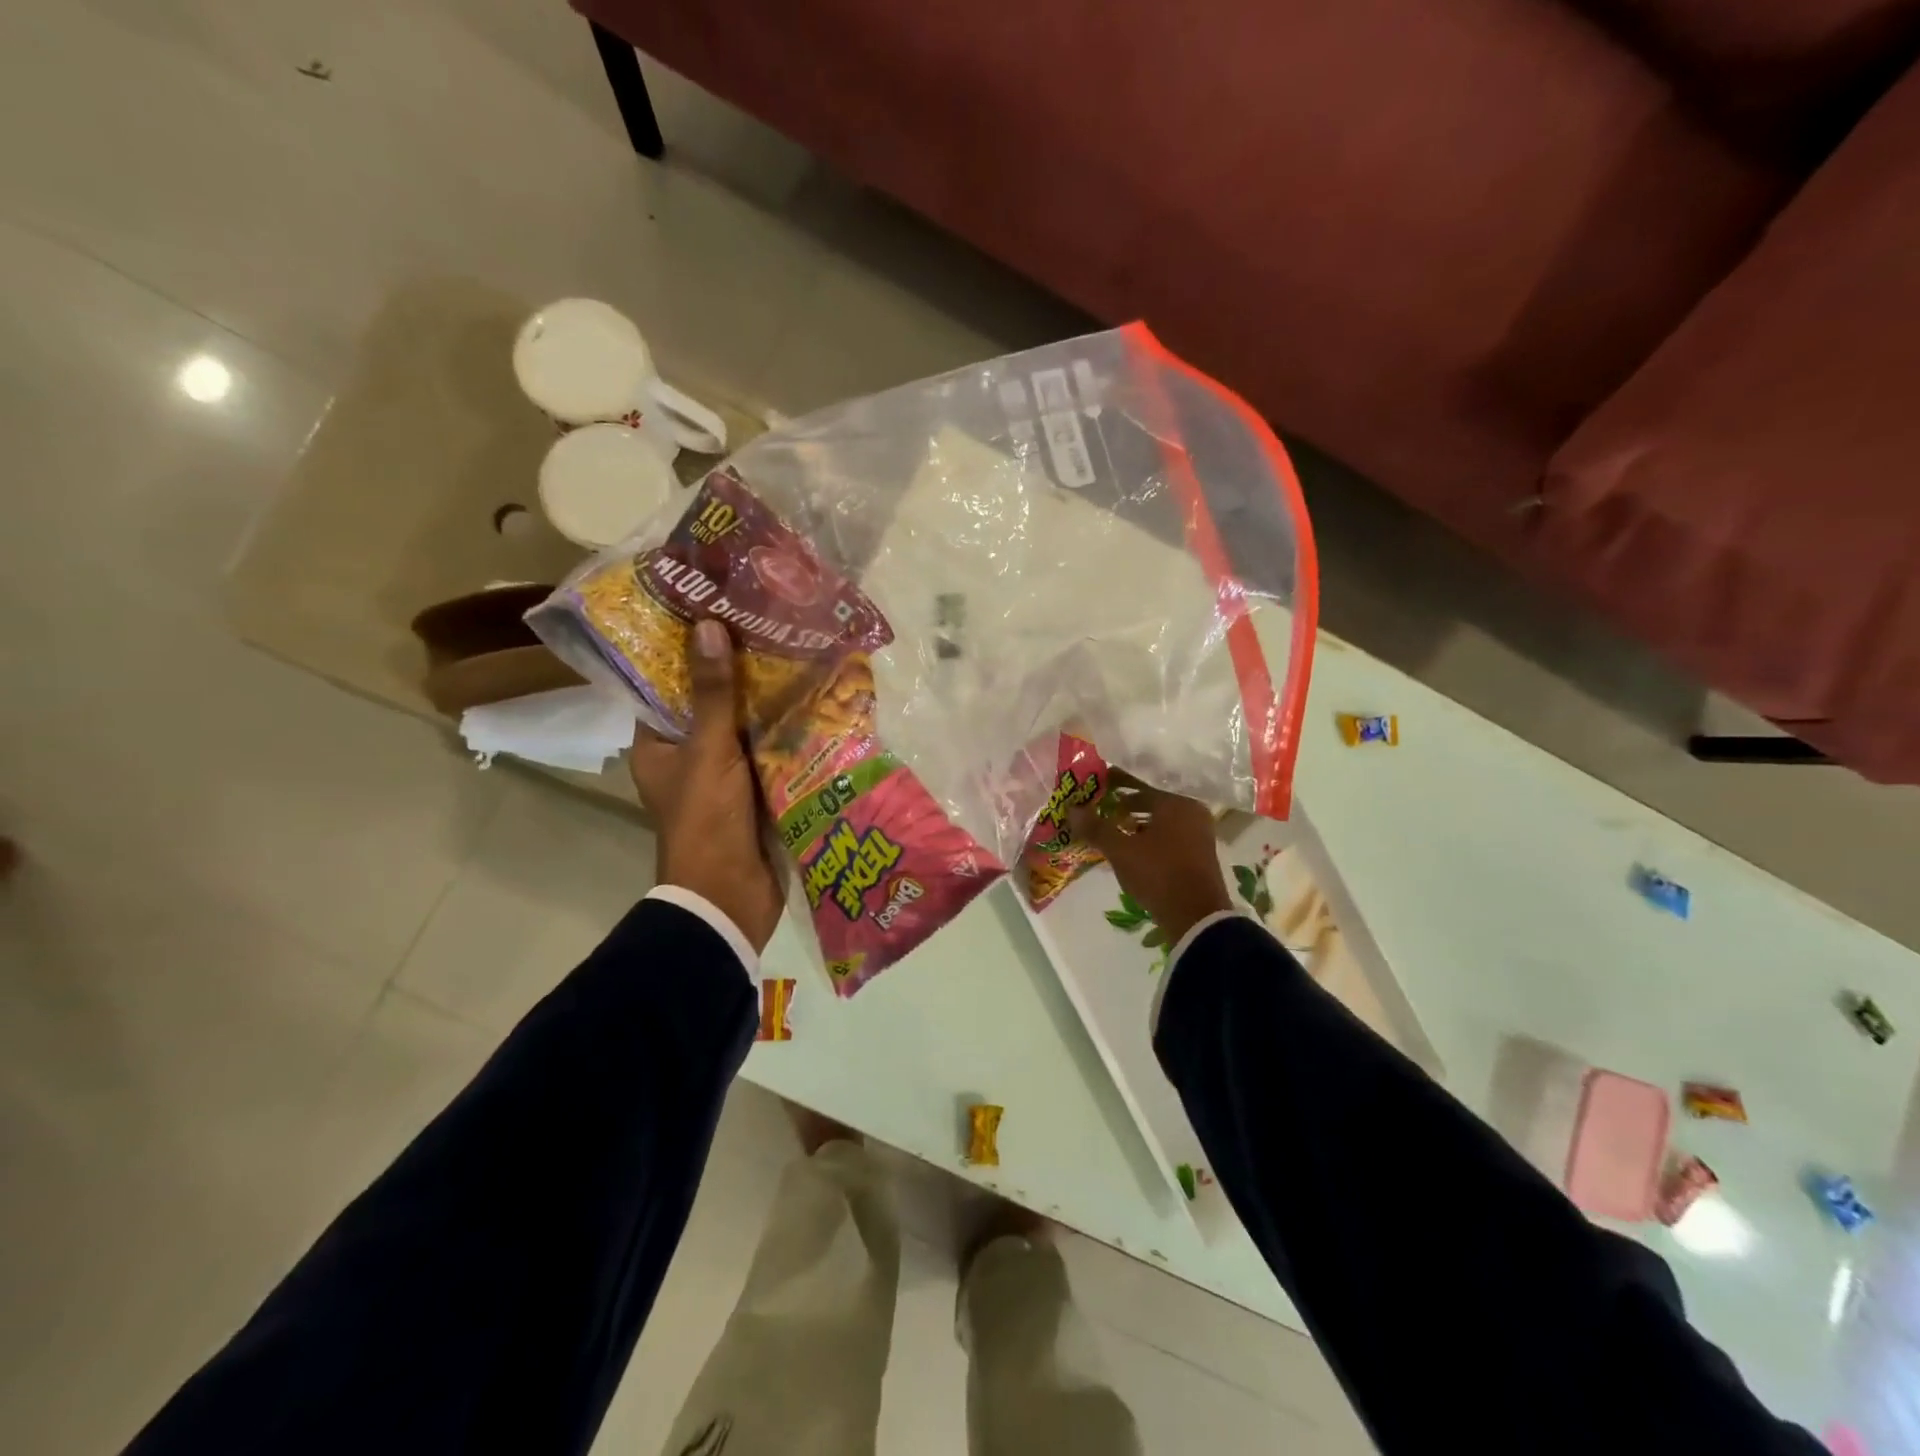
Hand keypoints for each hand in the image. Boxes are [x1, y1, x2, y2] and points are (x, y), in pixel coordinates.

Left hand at [628, 620, 784, 951]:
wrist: (731, 896)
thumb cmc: (706, 819)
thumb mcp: (708, 749)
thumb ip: (713, 692)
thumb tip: (707, 625)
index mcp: (658, 745)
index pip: (667, 685)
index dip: (688, 651)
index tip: (715, 612)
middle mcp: (687, 756)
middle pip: (710, 704)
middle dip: (737, 672)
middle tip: (765, 625)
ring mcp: (724, 775)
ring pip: (744, 727)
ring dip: (767, 700)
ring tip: (796, 651)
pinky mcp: (756, 791)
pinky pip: (769, 751)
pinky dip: (786, 731)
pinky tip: (815, 701)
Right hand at [1068, 772, 1232, 948]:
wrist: (1196, 918)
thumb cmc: (1158, 873)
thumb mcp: (1121, 850)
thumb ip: (1096, 827)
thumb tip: (1072, 809)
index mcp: (1177, 804)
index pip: (1139, 786)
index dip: (1114, 787)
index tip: (1094, 789)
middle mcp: (1192, 813)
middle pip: (1151, 803)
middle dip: (1124, 807)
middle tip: (1098, 810)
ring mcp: (1199, 835)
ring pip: (1160, 822)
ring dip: (1136, 825)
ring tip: (1110, 831)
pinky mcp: (1199, 855)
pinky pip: (1168, 837)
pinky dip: (1149, 838)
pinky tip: (1130, 849)